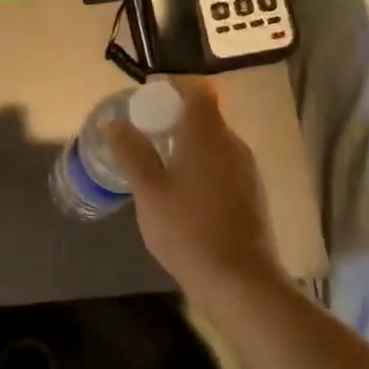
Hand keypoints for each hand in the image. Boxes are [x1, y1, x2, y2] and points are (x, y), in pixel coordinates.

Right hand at [103, 77, 283, 300]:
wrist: (240, 282)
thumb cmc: (188, 230)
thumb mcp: (148, 191)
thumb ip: (132, 152)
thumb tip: (115, 123)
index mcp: (207, 134)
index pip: (198, 89)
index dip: (175, 86)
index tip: (150, 99)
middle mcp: (232, 144)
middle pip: (206, 114)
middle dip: (176, 117)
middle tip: (147, 134)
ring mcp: (247, 170)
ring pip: (215, 141)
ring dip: (190, 143)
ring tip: (161, 165)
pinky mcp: (253, 194)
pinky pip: (224, 164)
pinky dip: (204, 165)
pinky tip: (185, 193)